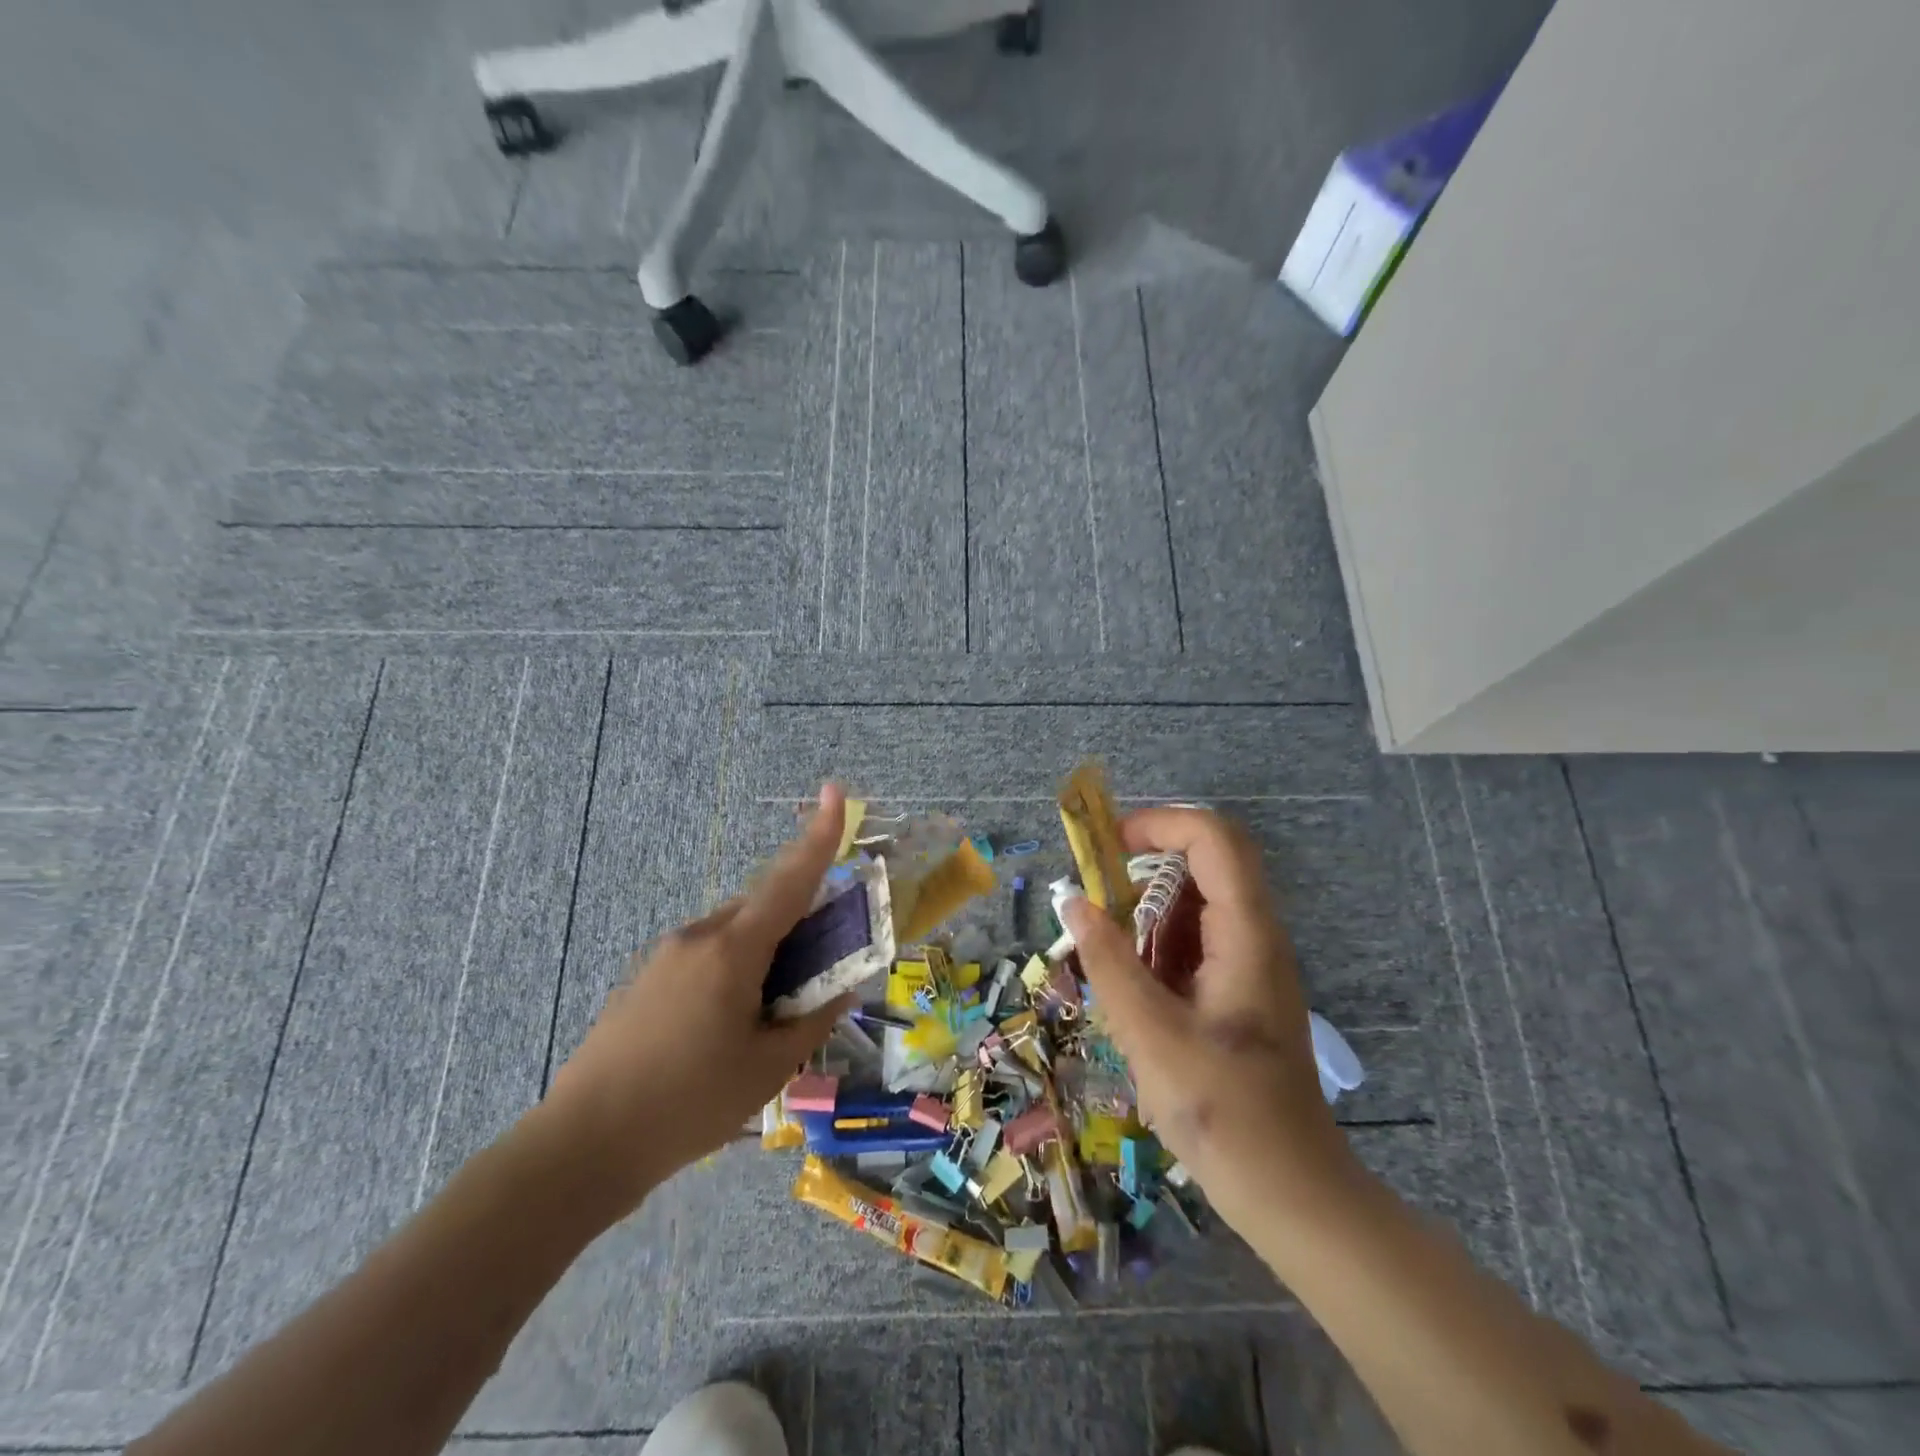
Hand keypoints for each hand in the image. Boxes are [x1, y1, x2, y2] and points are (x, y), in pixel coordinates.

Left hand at [544, 785, 855, 1216]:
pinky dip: (735, 969)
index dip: (817, 836)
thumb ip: (812, 1019)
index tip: (834, 792)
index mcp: (732, 950)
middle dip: (800, 921)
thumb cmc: (688, 1105)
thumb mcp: (768, 1068)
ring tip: (771, 1014)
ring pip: (735, 934)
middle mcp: (698, 937)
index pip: (789, 881)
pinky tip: (728, 1027)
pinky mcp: (646, 979)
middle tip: (822, 967)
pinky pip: (707, 955)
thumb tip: (842, 989)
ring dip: (766, 952)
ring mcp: (665, 956)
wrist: (581, 1146)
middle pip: (764, 907)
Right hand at [1061, 806, 1352, 1228]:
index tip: (1106, 848)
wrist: (1291, 1193)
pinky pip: (1196, 941)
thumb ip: (1108, 960)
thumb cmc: (1223, 1113)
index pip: (1212, 838)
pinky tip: (1133, 990)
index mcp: (1246, 934)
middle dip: (1146, 866)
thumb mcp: (1150, 1034)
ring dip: (1148, 912)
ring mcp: (1251, 963)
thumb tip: (1073, 901)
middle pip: (1207, 862)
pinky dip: (1158, 947)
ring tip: (1109, 956)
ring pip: (1197, 903)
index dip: (1158, 824)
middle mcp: (1256, 935)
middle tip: (1097, 898)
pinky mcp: (1240, 990)